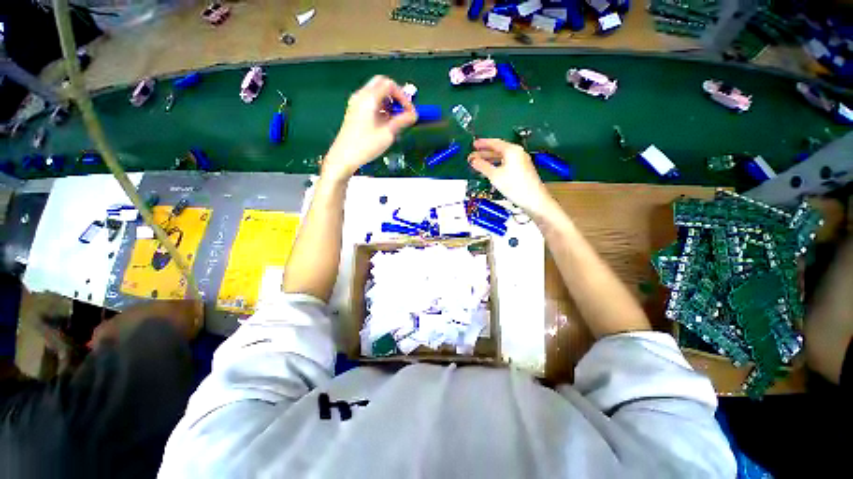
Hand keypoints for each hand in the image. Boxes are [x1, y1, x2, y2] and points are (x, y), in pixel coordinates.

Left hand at [323, 76, 417, 180]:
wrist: (344, 157)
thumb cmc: (366, 146)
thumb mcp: (388, 133)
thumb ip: (402, 121)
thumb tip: (414, 115)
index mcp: (369, 98)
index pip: (390, 85)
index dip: (403, 96)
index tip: (410, 111)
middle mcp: (361, 96)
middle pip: (381, 84)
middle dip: (396, 95)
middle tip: (404, 110)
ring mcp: (356, 103)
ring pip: (376, 92)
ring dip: (388, 102)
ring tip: (395, 119)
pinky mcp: (354, 111)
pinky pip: (370, 102)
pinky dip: (380, 107)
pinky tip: (385, 122)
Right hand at [467, 138, 552, 215]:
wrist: (534, 200)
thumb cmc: (515, 186)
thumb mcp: (494, 176)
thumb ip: (482, 166)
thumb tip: (473, 160)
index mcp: (512, 150)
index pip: (494, 143)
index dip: (483, 143)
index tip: (473, 144)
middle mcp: (518, 153)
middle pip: (498, 149)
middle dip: (485, 152)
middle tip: (473, 156)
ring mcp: (521, 161)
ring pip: (502, 157)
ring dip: (490, 159)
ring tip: (479, 164)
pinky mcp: (522, 170)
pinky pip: (506, 163)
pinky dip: (497, 164)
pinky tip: (491, 170)